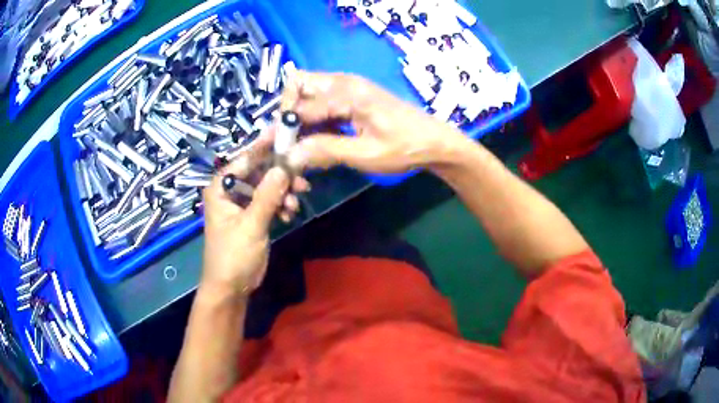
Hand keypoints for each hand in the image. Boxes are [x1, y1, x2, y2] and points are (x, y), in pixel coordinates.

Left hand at [201, 130, 309, 296]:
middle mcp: (230, 191)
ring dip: (283, 192)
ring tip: (297, 201)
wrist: (231, 287)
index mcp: (221, 188)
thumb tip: (284, 167)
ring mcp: (242, 203)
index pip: (244, 159)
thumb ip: (267, 195)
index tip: (285, 131)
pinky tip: (290, 213)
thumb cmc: (233, 256)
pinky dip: (281, 204)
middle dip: (280, 174)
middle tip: (302, 177)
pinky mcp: (252, 216)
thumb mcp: (251, 225)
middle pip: (258, 171)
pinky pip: (269, 201)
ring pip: (267, 186)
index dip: (264, 146)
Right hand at [282, 71, 466, 173]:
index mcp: (347, 93)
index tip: (278, 152)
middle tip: (292, 140)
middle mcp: (343, 82)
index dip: (284, 130)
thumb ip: (325, 151)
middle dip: (288, 112)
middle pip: (298, 85)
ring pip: (307, 91)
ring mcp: (348, 87)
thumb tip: (291, 156)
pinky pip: (322, 100)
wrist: (434, 142)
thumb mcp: (364, 154)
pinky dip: (314, 117)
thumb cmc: (404, 148)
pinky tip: (320, 139)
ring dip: (300, 115)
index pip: (299, 107)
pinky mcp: (353, 95)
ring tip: (304, 143)